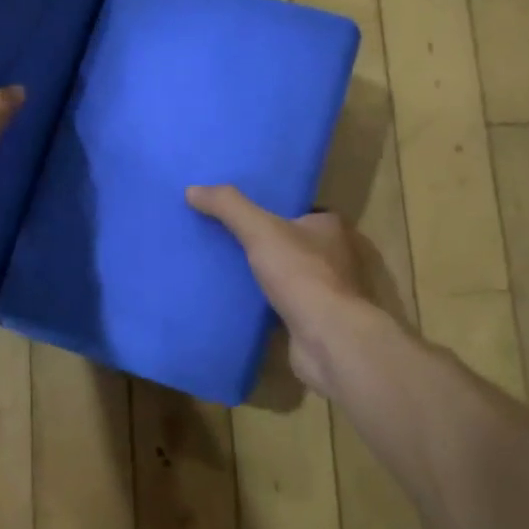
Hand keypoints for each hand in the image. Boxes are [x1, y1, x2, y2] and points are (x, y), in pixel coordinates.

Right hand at [187, 185, 373, 395]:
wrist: (329, 339)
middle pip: (292, 243)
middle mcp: (335, 256)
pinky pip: (285, 304)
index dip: (271, 211)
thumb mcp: (260, 230)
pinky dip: (266, 304)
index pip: (299, 211)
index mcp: (330, 227)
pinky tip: (239, 303)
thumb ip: (228, 207)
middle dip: (265, 244)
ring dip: (264, 276)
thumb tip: (192, 189)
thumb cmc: (302, 275)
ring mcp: (329, 291)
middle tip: (224, 241)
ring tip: (225, 271)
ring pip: (289, 275)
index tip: (239, 214)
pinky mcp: (317, 320)